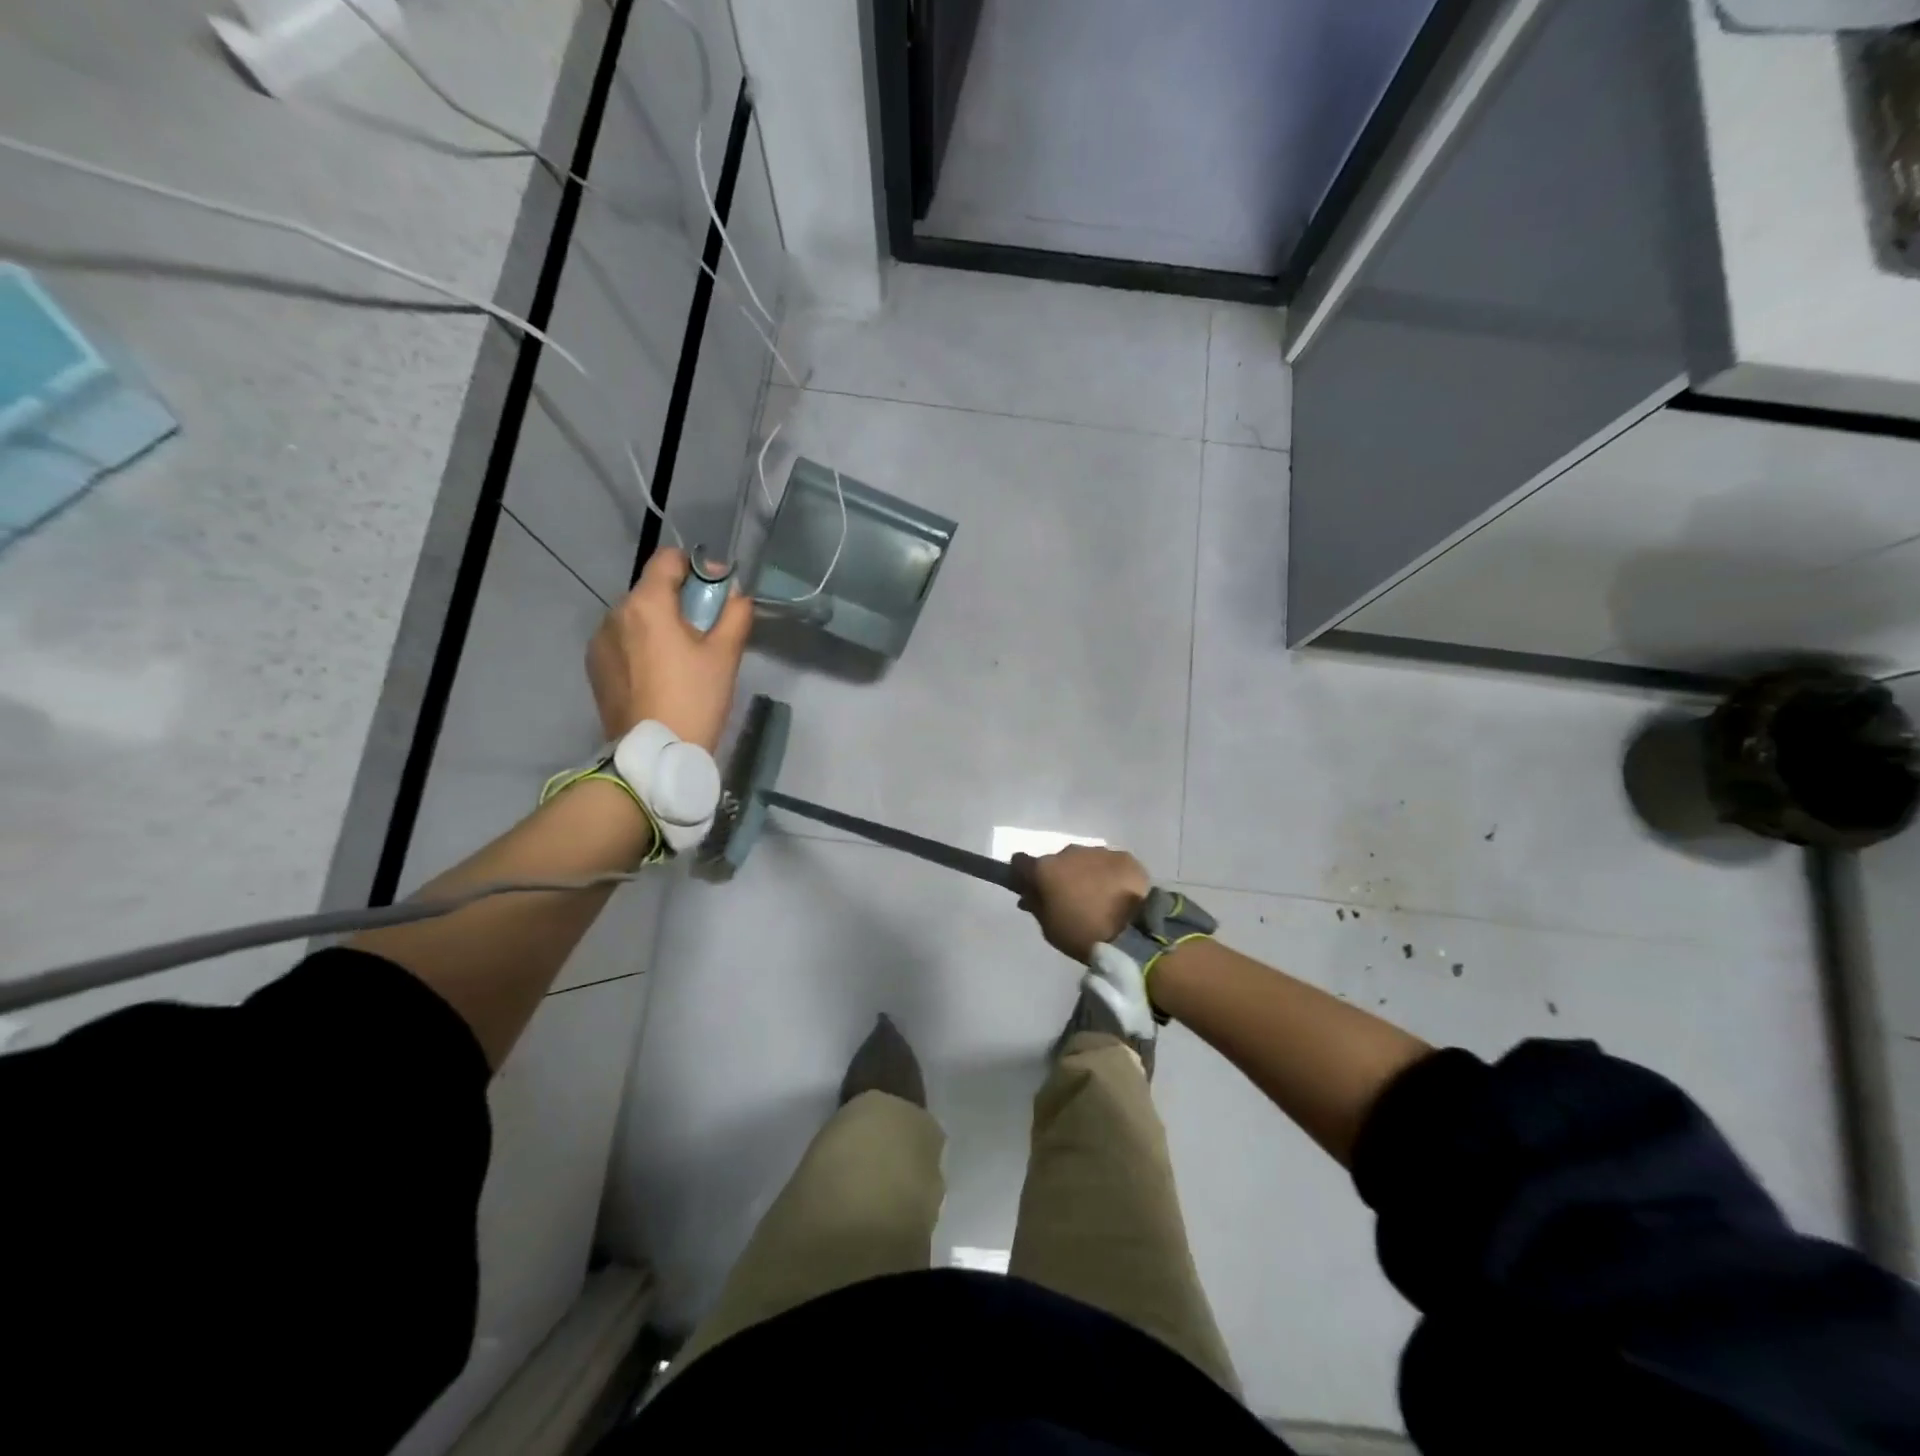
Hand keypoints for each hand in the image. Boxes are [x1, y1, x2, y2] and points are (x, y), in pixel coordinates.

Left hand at [586, 547, 752, 750]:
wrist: (654, 754)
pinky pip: (622, 641)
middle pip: (652, 590)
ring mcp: (599, 641)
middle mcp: (615, 613)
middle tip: (706, 632)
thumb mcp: (725, 655)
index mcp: (646, 604)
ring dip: (660, 625)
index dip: (697, 569)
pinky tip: (659, 675)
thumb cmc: (694, 699)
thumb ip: (735, 614)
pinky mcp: (595, 667)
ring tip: (681, 658)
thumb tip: (735, 594)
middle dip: (680, 602)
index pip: (668, 560)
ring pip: (637, 618)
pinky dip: (642, 646)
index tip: (716, 594)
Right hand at [1013, 845, 1149, 963]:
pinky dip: (1109, 874)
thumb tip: (1029, 894)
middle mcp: (1069, 852)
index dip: (1022, 874)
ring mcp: (1098, 852)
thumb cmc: (1081, 933)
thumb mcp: (1048, 927)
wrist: (1132, 932)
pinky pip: (1109, 863)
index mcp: (1045, 869)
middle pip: (1056, 861)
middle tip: (1069, 898)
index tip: (1029, 886)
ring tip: (1097, 896)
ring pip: (1084, 860)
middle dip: (1059, 875)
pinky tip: (1117, 893)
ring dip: (1085, 873)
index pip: (1020, 862)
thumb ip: (1035, 905)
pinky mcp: (1124, 857)